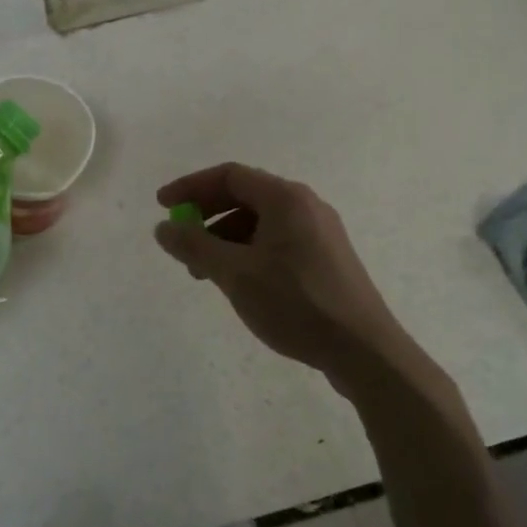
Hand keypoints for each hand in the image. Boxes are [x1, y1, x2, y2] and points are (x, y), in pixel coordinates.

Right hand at [154, 163, 405, 399]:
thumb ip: (194, 246)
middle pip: (244, 196)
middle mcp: (305, 206)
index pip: (229, 176)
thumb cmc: (296, 303)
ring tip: (204, 273)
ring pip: (260, 222)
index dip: (191, 187)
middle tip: (181, 243)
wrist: (364, 350)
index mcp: (286, 198)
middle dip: (206, 216)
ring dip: (225, 239)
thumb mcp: (235, 274)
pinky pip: (276, 242)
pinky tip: (238, 283)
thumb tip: (163, 228)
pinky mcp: (326, 259)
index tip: (162, 207)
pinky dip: (248, 253)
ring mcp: (320, 232)